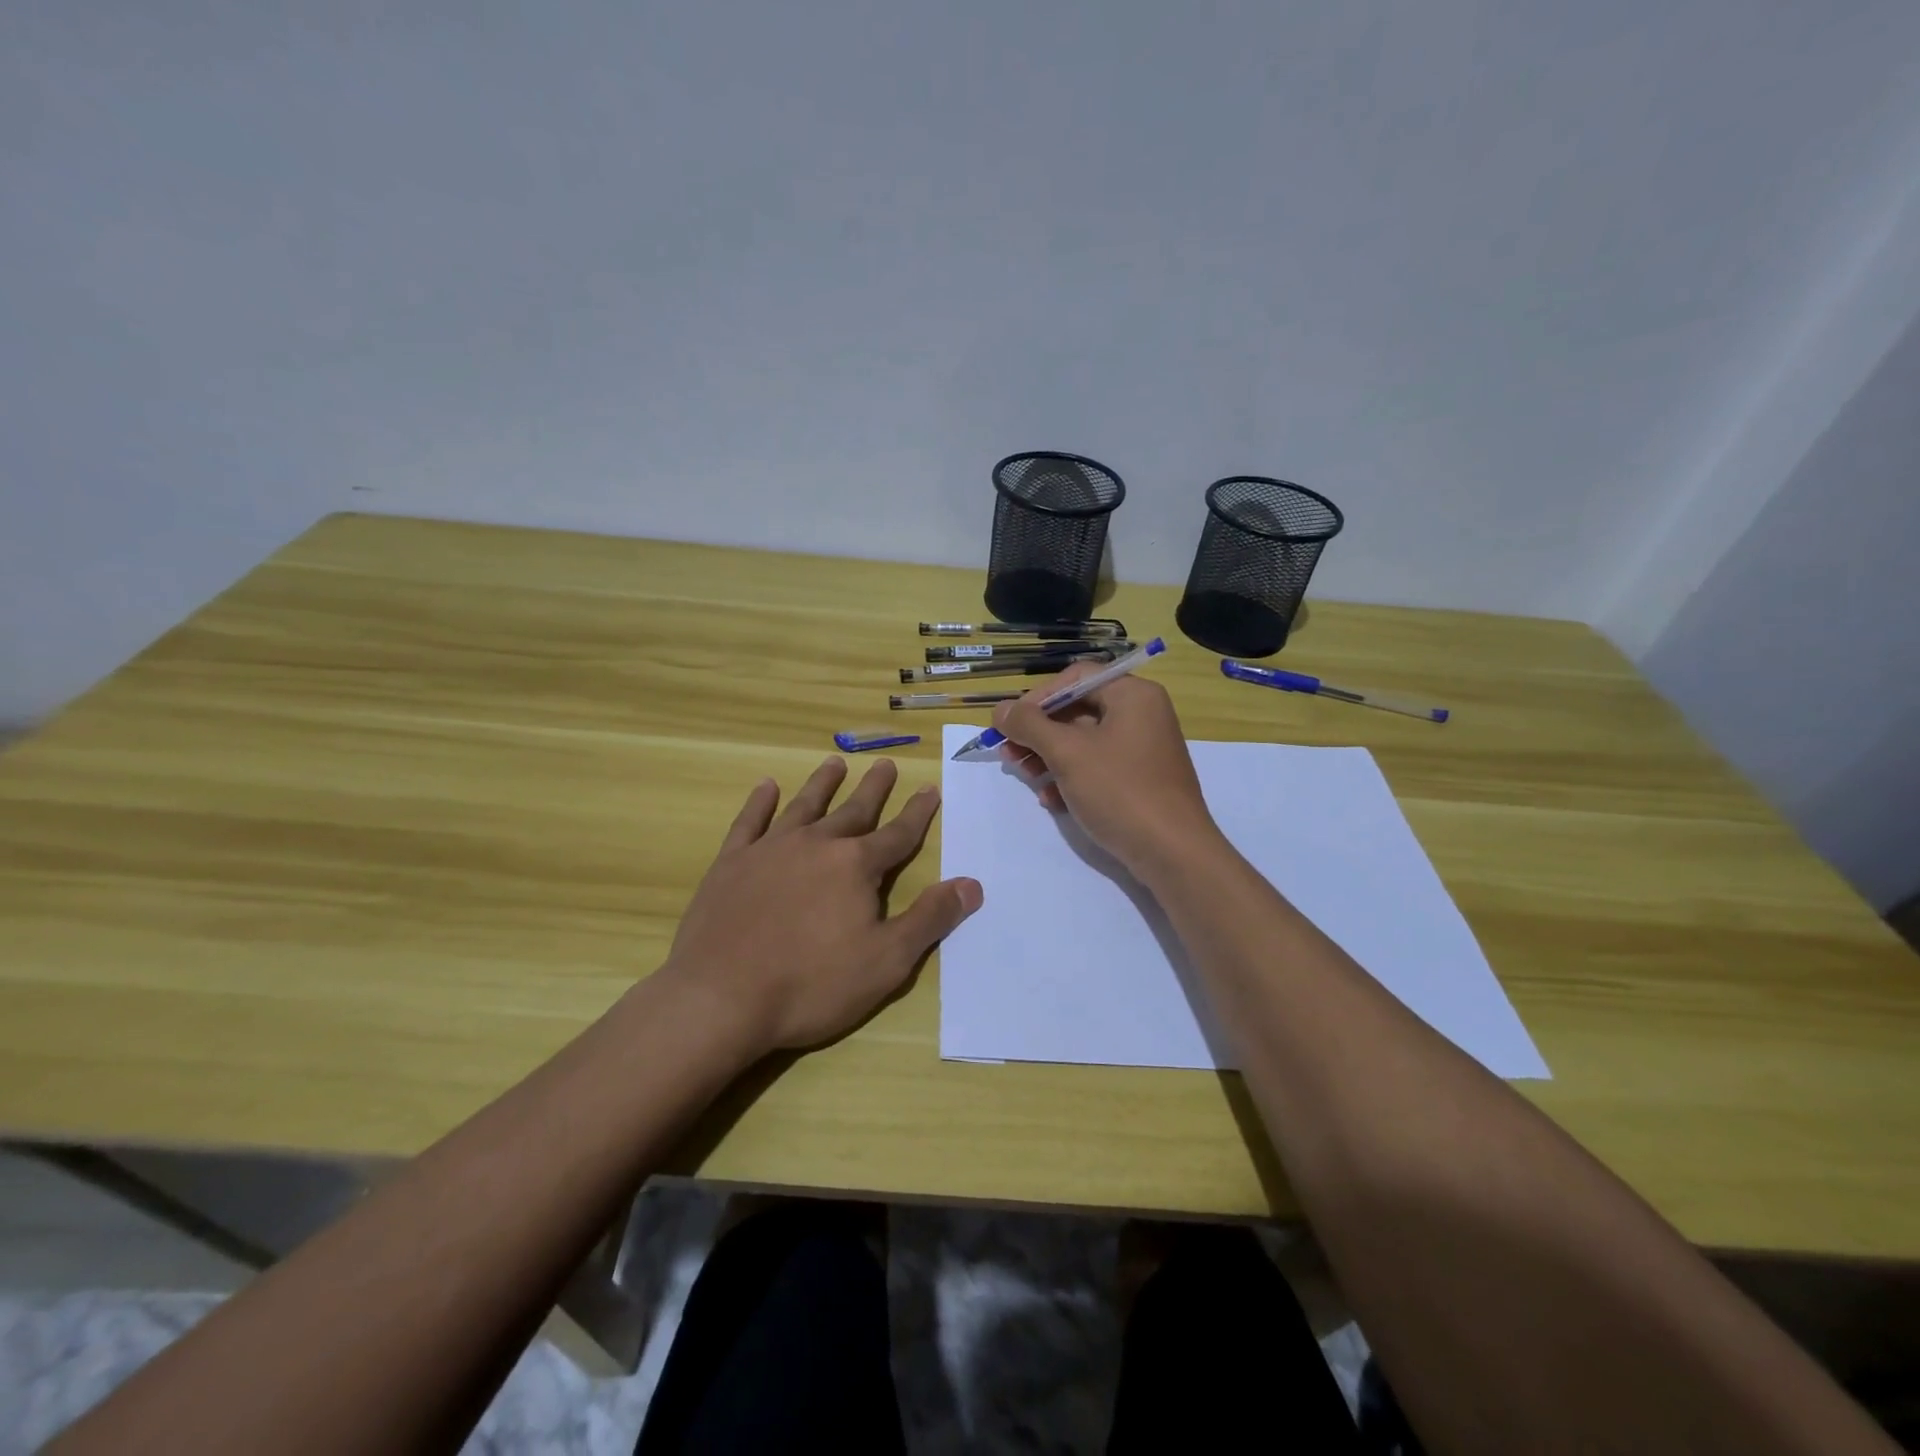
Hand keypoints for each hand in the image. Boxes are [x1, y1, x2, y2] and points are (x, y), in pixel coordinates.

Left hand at [659, 756, 981, 1055]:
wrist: (720, 998)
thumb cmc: (811, 984)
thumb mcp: (887, 961)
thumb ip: (930, 919)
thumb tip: (972, 885)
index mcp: (856, 867)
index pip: (898, 834)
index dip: (918, 813)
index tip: (930, 789)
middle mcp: (816, 845)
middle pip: (853, 810)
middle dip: (874, 788)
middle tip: (886, 764)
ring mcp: (769, 850)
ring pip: (804, 806)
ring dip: (822, 784)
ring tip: (835, 762)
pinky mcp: (731, 863)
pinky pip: (749, 822)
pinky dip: (760, 802)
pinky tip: (766, 786)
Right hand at [992, 662, 1222, 879]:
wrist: (1173, 853)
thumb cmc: (1120, 791)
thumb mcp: (1068, 754)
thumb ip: (1030, 725)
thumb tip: (1001, 709)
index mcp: (1133, 695)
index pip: (1076, 678)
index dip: (1037, 698)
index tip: (1009, 723)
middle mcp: (1141, 714)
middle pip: (1078, 710)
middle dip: (1039, 732)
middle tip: (1008, 753)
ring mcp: (1142, 749)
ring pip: (1084, 742)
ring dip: (1048, 757)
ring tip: (1025, 776)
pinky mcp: (1140, 780)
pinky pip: (1098, 767)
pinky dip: (1071, 778)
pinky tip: (1050, 800)